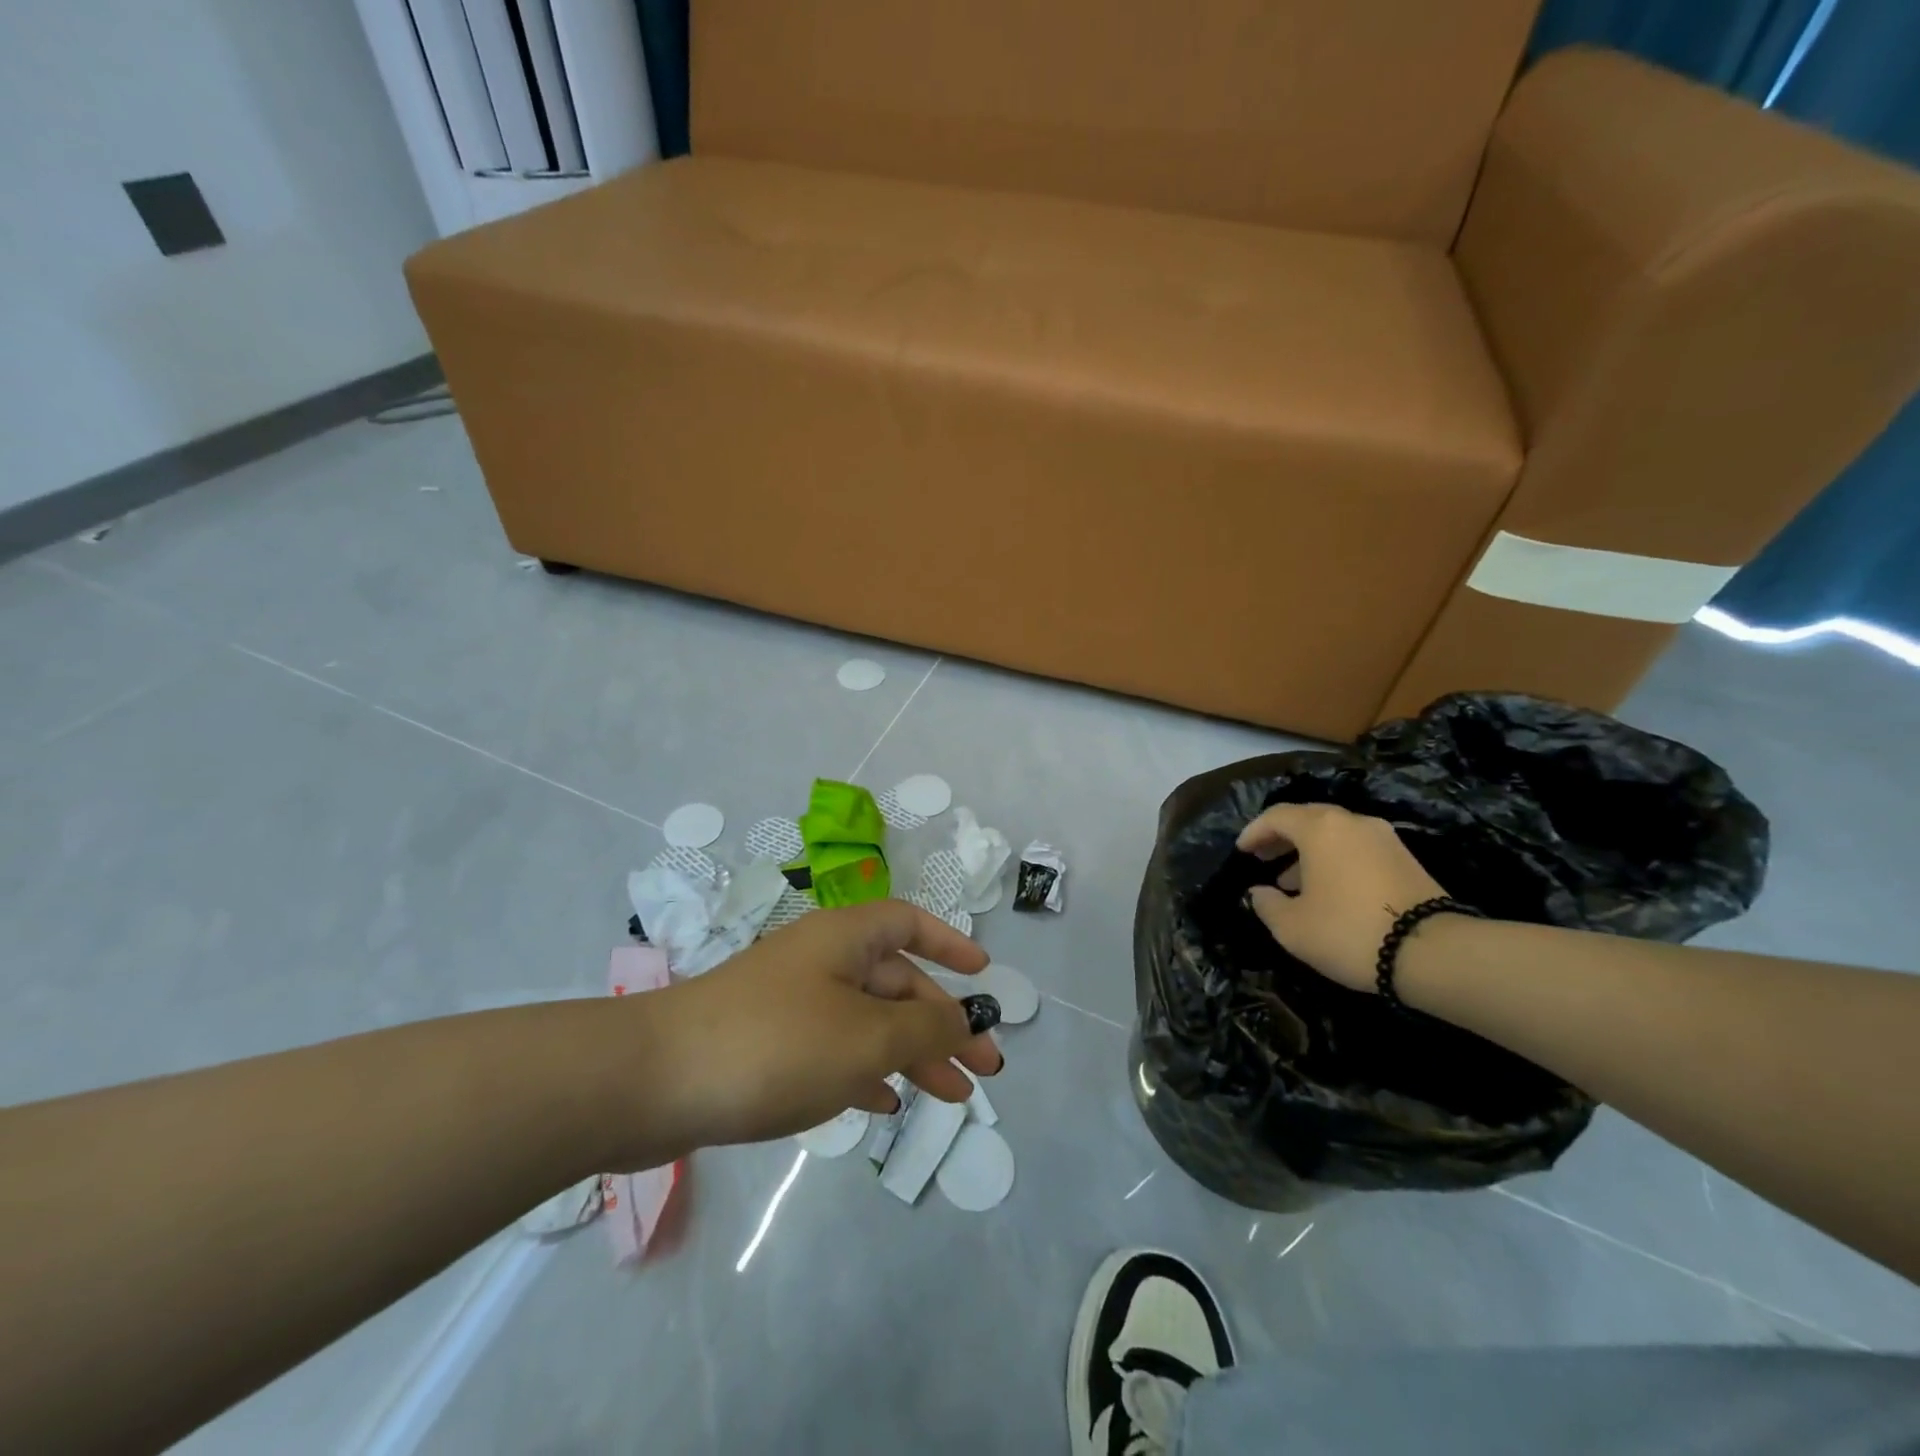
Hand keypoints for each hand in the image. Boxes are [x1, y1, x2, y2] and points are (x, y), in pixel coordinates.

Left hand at [640, 900, 1001, 1154]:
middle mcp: (819, 961)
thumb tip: (964, 1020)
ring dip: (910, 1053)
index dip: (949, 943)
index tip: (983, 975)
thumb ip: (924, 1028)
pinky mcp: (766, 1043)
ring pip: (867, 1020)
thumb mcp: (865, 1037)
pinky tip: (883, 1104)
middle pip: (896, 981)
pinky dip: (864, 1071)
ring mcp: (790, 1003)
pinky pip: (832, 1049)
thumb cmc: (774, 1045)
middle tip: (985, 1070)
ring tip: (950, 1096)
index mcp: (844, 938)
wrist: (651, 1082)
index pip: (909, 923)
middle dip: (942, 1023)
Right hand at [1235, 803, 1445, 992]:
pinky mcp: (1405, 859)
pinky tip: (1328, 890)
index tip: (1241, 851)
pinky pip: (1357, 849)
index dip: (1254, 832)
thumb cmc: (1349, 931)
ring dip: (1309, 851)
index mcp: (1320, 828)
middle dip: (1282, 838)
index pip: (1277, 816)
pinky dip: (1335, 860)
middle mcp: (1352, 822)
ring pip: (1335, 834)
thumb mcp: (1292, 927)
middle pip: (1308, 819)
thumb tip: (1259, 892)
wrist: (1433, 953)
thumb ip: (1267, 904)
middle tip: (1263, 859)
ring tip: (1291, 881)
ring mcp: (1384, 838)